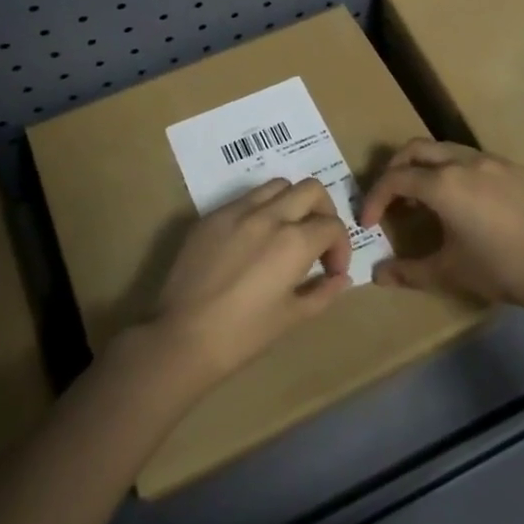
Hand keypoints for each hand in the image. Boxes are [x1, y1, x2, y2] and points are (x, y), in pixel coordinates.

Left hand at [133, 177, 353, 385]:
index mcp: (294, 241)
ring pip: (277, 185)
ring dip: (291, 203)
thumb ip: (323, 292)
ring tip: (286, 232)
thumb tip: (340, 278)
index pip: (332, 225)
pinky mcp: (211, 217)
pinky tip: (252, 240)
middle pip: (311, 189)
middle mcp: (269, 215)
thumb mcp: (292, 318)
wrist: (182, 338)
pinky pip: (244, 199)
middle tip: (318, 240)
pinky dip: (260, 210)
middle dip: (323, 211)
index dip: (341, 248)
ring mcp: (236, 211)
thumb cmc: (243, 335)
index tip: (332, 270)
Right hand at [358, 140, 523, 311]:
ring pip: (446, 150)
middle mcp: (464, 162)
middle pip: (416, 149)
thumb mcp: (450, 273)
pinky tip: (465, 202)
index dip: (374, 198)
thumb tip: (377, 275)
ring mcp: (493, 161)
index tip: (369, 222)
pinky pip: (474, 160)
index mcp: (443, 184)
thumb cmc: (501, 270)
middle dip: (395, 169)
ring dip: (426, 167)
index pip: (395, 179)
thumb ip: (408, 272)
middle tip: (391, 198)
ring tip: (425, 199)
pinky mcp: (516, 169)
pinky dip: (455, 172)